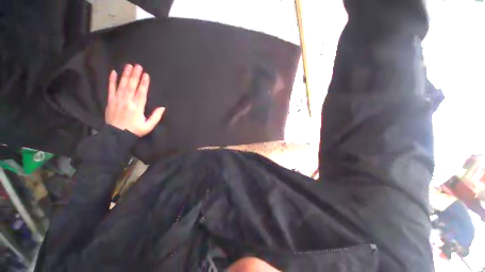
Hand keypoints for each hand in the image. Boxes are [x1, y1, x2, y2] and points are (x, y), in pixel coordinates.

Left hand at [105, 64, 164, 136]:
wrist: (116, 136)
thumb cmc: (135, 130)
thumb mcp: (148, 126)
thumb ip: (156, 117)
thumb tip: (162, 107)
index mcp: (137, 108)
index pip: (141, 93)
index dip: (144, 83)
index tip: (146, 75)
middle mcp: (127, 102)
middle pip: (131, 86)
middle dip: (135, 75)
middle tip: (138, 66)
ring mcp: (117, 101)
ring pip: (121, 85)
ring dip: (125, 75)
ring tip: (128, 66)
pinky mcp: (110, 101)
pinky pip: (110, 89)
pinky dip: (112, 81)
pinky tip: (114, 73)